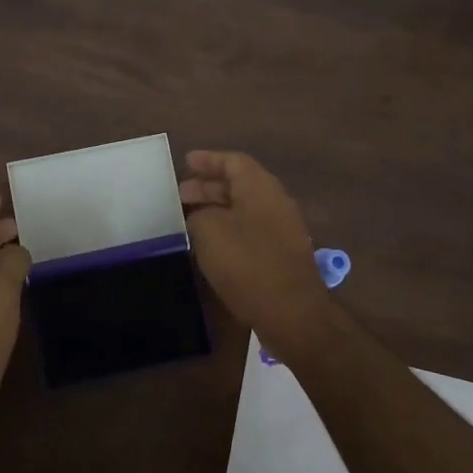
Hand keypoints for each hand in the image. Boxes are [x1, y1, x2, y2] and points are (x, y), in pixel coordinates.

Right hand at [179, 151, 331, 357]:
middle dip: (208, 187)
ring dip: (216, 210)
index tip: (185, 161)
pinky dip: (228, 230)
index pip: (233, 161)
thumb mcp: (209, 231)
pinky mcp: (282, 254)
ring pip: (244, 209)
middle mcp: (275, 201)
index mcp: (260, 186)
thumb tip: (200, 217)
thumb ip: (199, 215)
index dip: (208, 160)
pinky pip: (250, 230)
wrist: (291, 312)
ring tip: (189, 219)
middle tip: (180, 194)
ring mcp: (282, 229)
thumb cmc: (247, 263)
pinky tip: (209, 245)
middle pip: (239, 184)